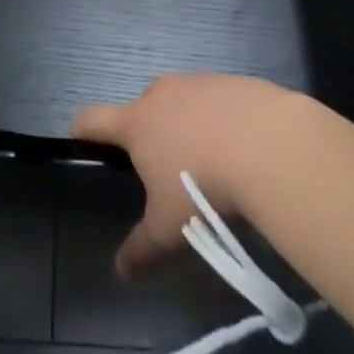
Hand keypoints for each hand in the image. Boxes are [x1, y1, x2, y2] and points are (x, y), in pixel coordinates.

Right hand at [72, 74, 295, 279]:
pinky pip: (219, 99)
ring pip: (183, 101)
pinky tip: (244, 147)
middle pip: (143, 108)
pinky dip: (224, 118)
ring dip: (189, 124)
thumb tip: (121, 272)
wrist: (270, 147)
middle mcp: (162, 94)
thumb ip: (142, 249)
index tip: (82, 140)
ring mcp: (199, 82)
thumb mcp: (170, 229)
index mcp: (137, 123)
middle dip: (150, 133)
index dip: (83, 130)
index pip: (93, 119)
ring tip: (212, 161)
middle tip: (167, 170)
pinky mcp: (234, 81)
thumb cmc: (204, 186)